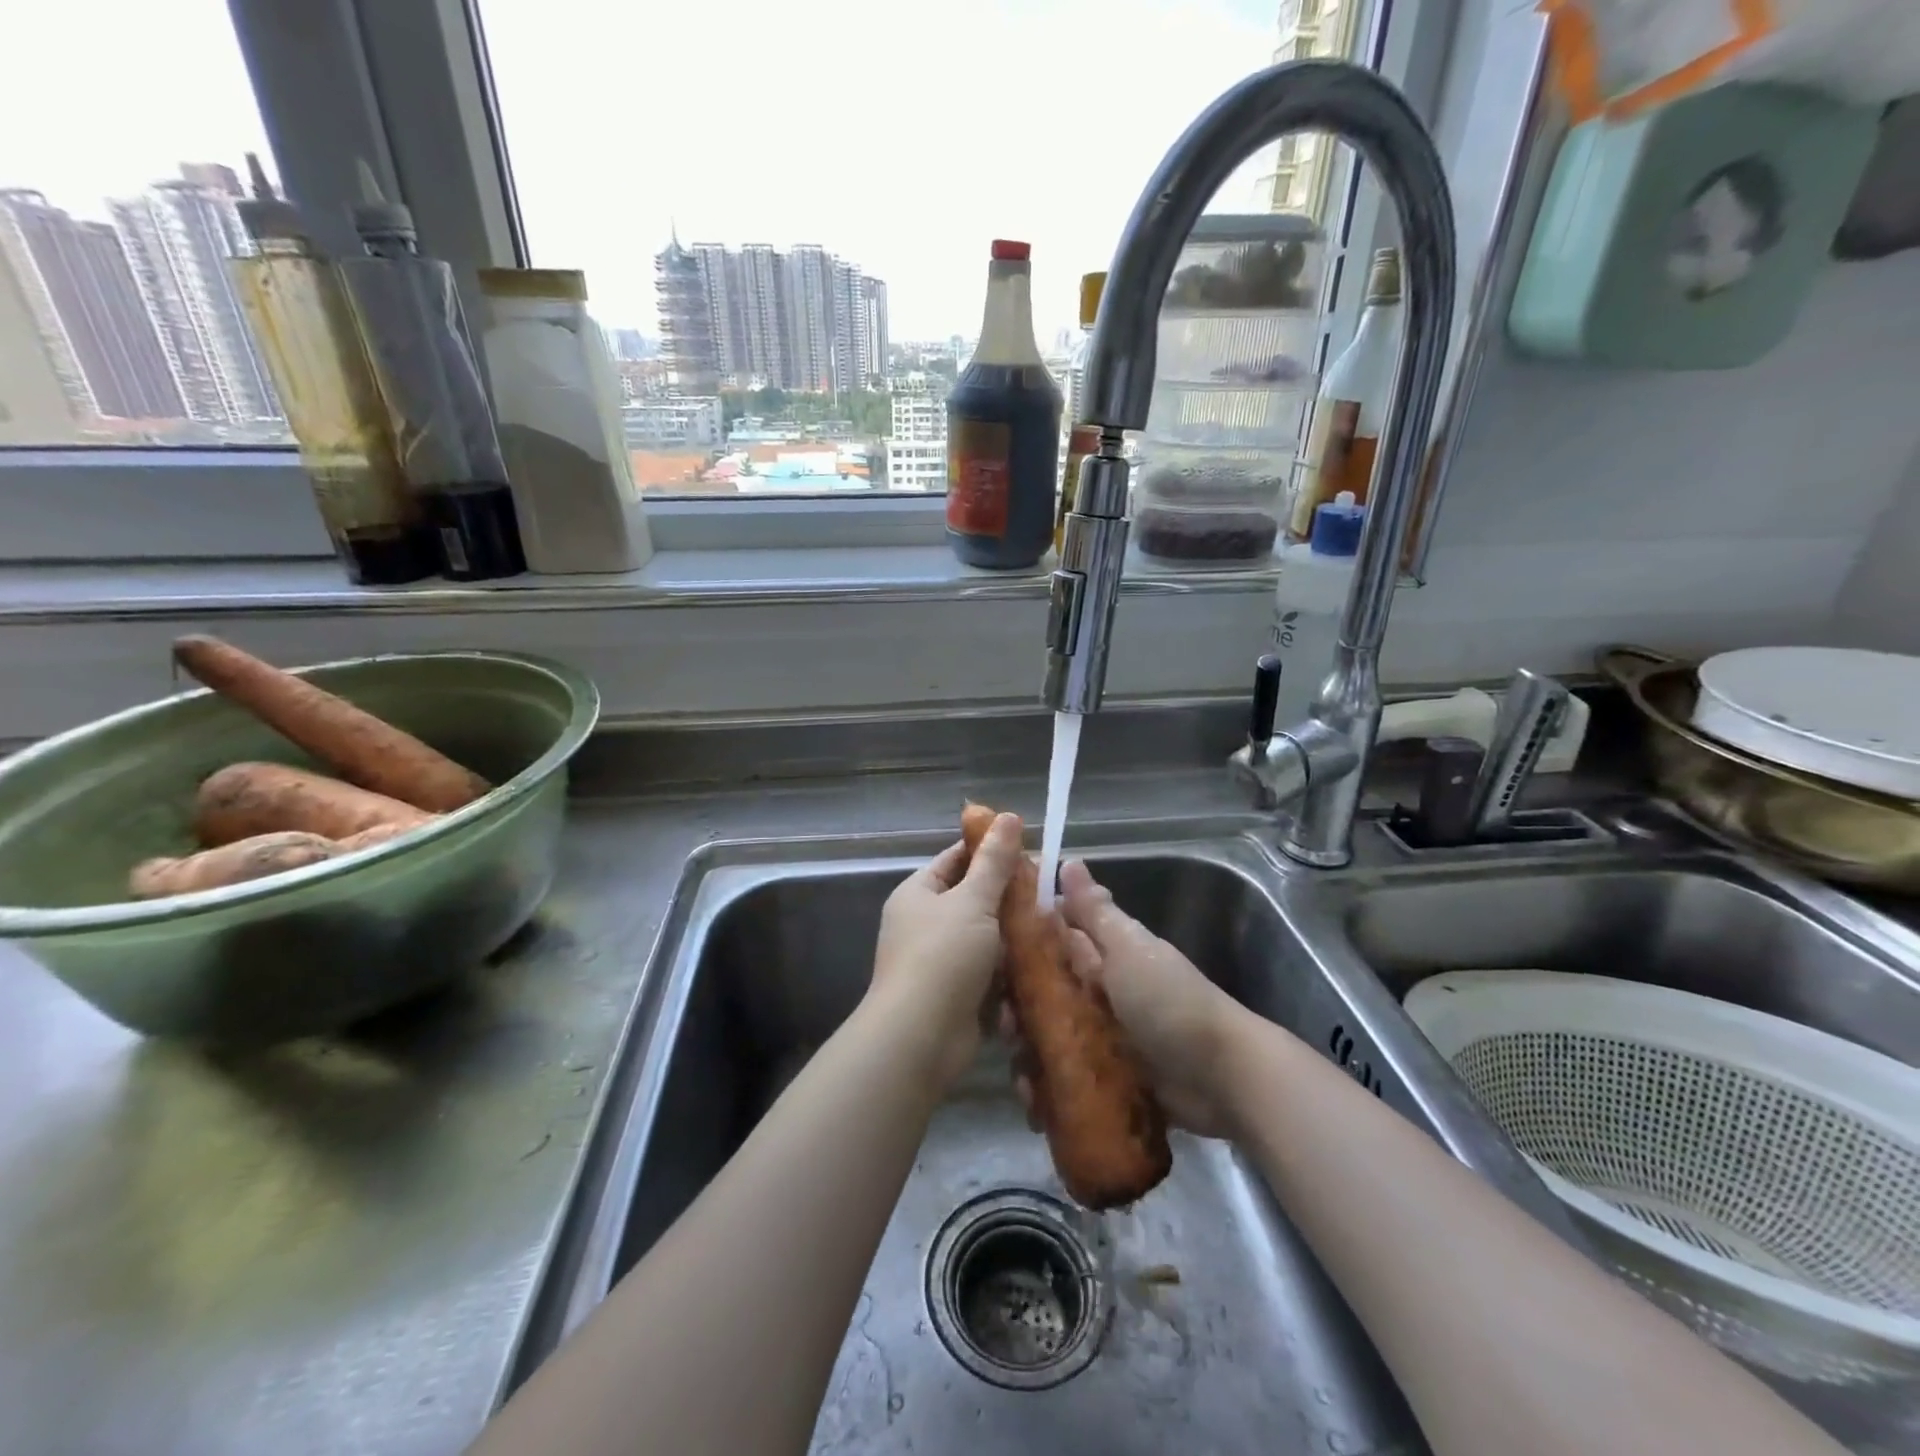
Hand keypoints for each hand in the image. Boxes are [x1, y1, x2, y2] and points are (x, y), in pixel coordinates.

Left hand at [867, 812, 1024, 1086]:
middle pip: (974, 899)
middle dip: (1009, 898)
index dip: (991, 851)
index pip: (956, 858)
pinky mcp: (956, 994)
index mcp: (918, 893)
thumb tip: (1009, 816)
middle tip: (1048, 894)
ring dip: (1014, 937)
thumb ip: (994, 861)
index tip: (1030, 851)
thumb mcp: (973, 901)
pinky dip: (1009, 971)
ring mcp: (939, 961)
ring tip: (1052, 928)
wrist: (920, 1038)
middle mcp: (924, 923)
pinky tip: (1040, 965)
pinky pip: (988, 973)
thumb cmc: (943, 957)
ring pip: (986, 938)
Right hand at [1011, 858, 1243, 1136]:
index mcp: (1103, 956)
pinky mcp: (1106, 1079)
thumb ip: (1096, 911)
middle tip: (1004, 1027)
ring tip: (1020, 1076)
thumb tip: (1069, 860)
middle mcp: (1098, 993)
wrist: (1221, 1077)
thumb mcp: (1130, 949)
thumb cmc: (1169, 1002)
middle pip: (1043, 994)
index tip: (987, 958)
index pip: (1050, 941)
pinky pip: (1067, 1080)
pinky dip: (1048, 1091)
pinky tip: (1034, 1103)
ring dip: (1029, 1055)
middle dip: (1017, 1010)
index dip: (1018, 947)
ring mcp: (1102, 1038)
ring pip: (1050, 1038)